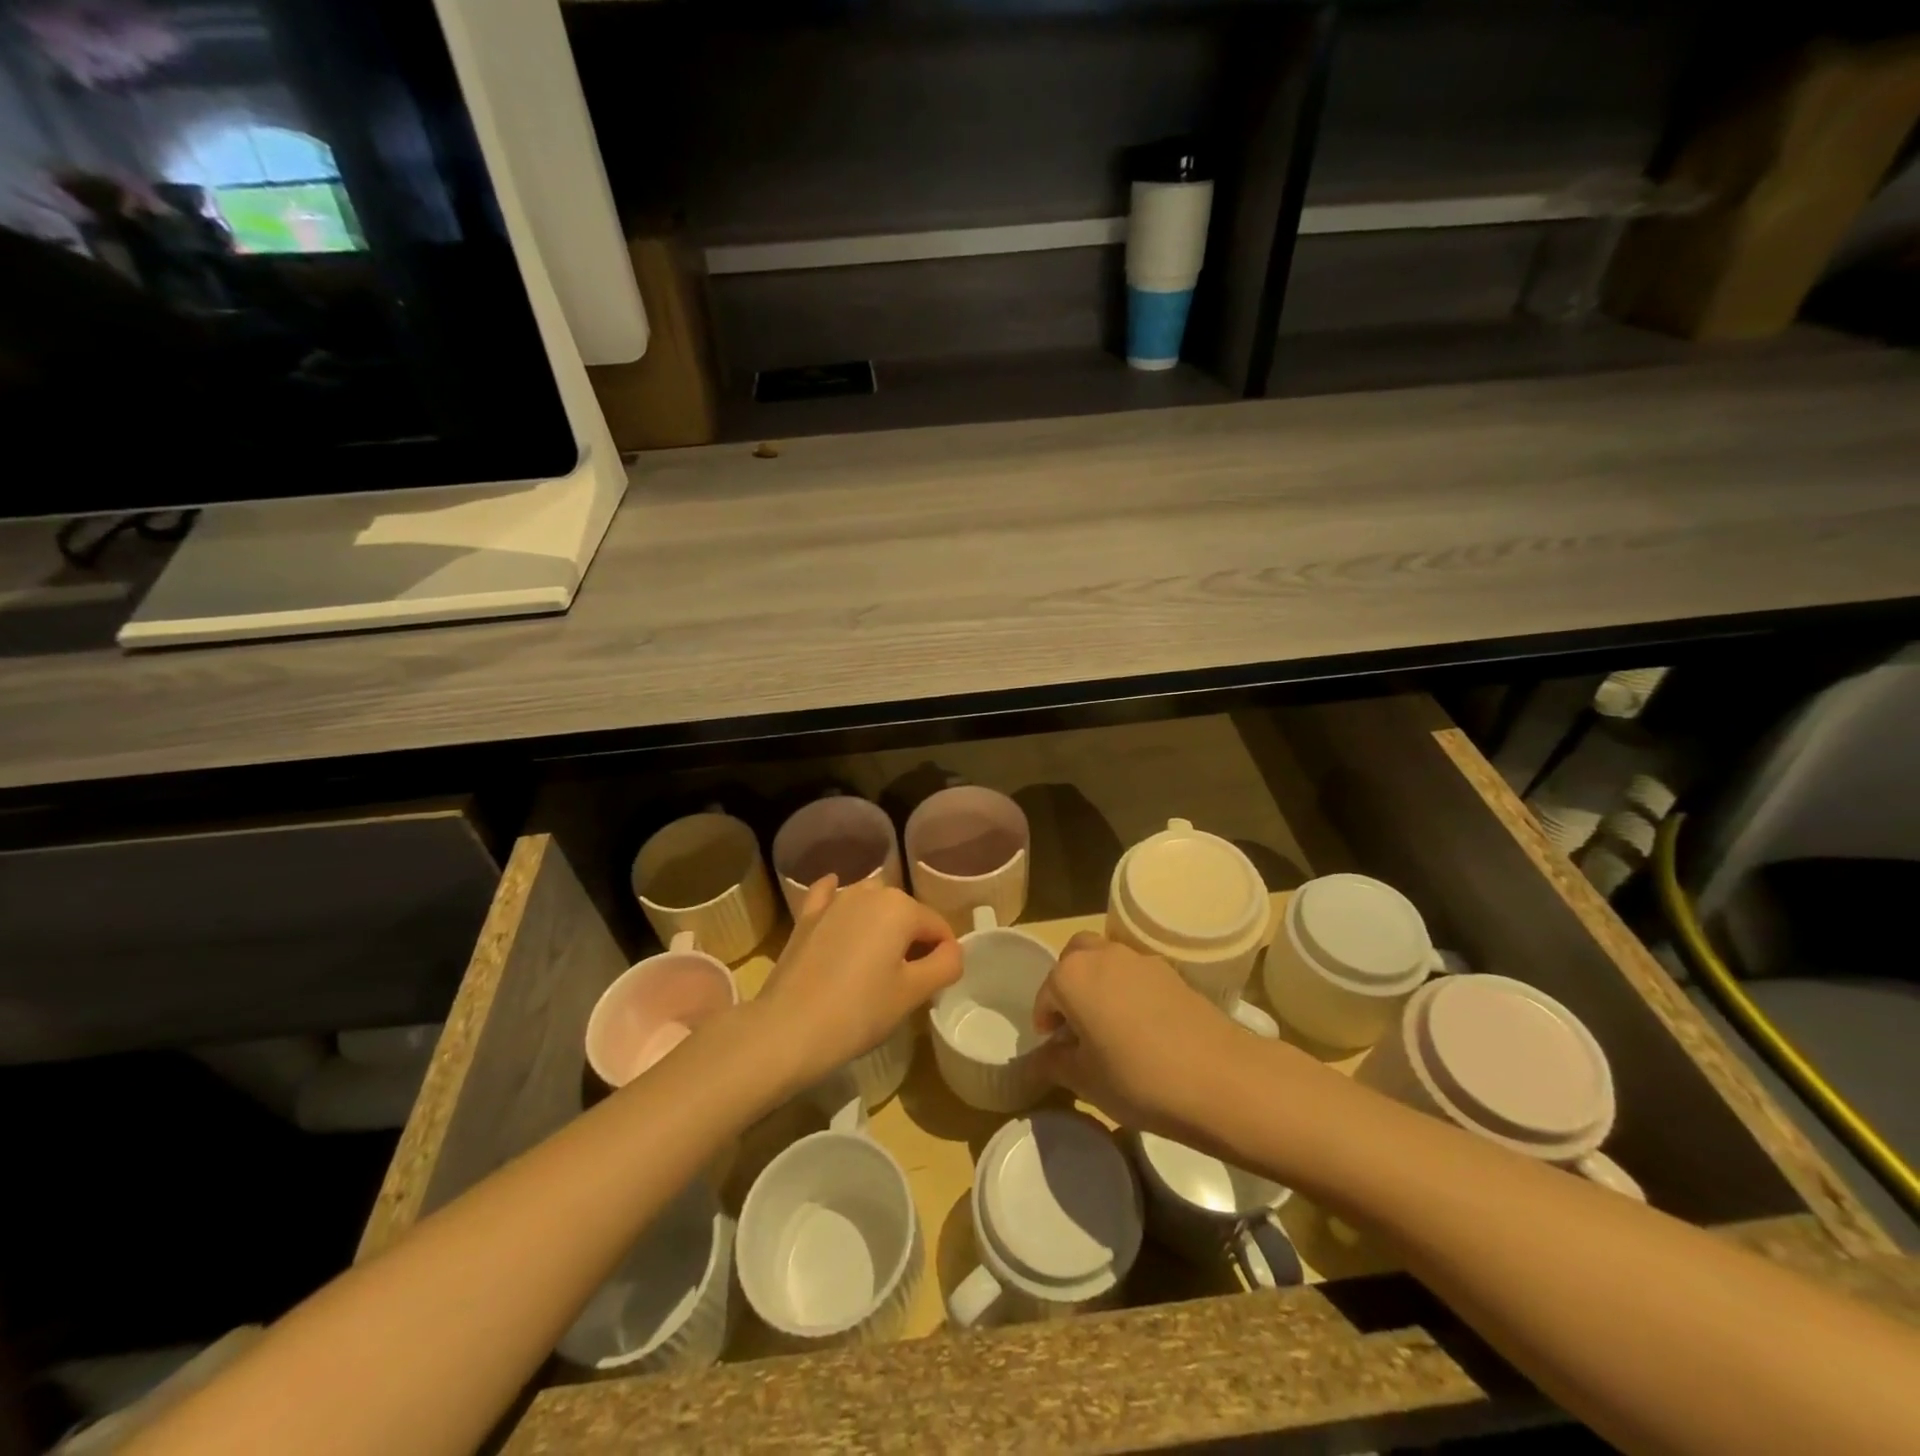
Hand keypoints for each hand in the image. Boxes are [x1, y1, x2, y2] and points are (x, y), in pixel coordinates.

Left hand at [757, 875, 961, 1086]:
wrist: (788, 1029)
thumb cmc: (859, 1011)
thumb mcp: (913, 993)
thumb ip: (945, 965)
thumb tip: (952, 951)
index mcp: (900, 907)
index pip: (938, 928)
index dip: (944, 956)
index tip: (935, 986)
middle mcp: (869, 892)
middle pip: (906, 914)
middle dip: (912, 940)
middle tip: (906, 981)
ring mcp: (834, 901)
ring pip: (871, 903)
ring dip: (880, 923)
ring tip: (876, 961)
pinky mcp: (807, 917)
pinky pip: (830, 898)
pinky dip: (838, 901)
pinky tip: (838, 909)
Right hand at [1033, 932, 1252, 1141]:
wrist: (1219, 1078)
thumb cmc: (1138, 1078)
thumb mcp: (1085, 1081)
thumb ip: (1054, 1063)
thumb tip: (1042, 1057)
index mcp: (1072, 975)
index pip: (1045, 994)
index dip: (1046, 1023)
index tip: (1055, 1049)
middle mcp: (1102, 955)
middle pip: (1074, 959)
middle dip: (1069, 986)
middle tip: (1077, 1025)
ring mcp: (1140, 959)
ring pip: (1107, 960)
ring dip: (1099, 983)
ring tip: (1110, 1026)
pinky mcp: (1172, 972)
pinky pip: (1136, 974)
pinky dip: (1129, 990)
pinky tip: (1143, 1028)